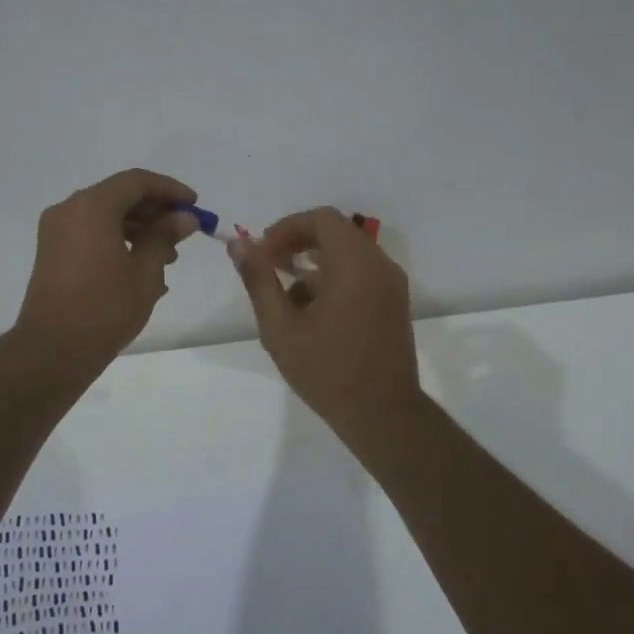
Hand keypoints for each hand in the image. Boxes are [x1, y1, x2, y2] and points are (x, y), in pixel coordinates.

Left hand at [15, 169, 199, 368]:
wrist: (53, 350)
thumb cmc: (105, 308)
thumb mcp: (145, 272)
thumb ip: (165, 237)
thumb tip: (184, 218)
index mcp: (92, 207)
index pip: (137, 181)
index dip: (169, 190)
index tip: (194, 205)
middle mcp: (69, 210)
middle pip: (119, 195)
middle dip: (154, 210)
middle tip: (184, 230)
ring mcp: (56, 231)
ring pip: (105, 215)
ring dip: (138, 228)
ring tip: (169, 256)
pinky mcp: (52, 253)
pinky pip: (91, 234)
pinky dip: (117, 240)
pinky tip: (142, 267)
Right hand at [229, 206, 421, 435]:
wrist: (382, 414)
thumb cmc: (327, 370)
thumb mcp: (280, 327)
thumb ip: (259, 280)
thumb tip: (238, 244)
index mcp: (354, 263)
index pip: (321, 219)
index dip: (287, 228)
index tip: (263, 253)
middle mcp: (379, 264)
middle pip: (336, 231)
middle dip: (298, 242)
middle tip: (270, 266)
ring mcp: (391, 283)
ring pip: (349, 252)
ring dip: (315, 261)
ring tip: (287, 294)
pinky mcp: (395, 302)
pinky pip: (362, 271)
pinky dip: (335, 276)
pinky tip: (313, 310)